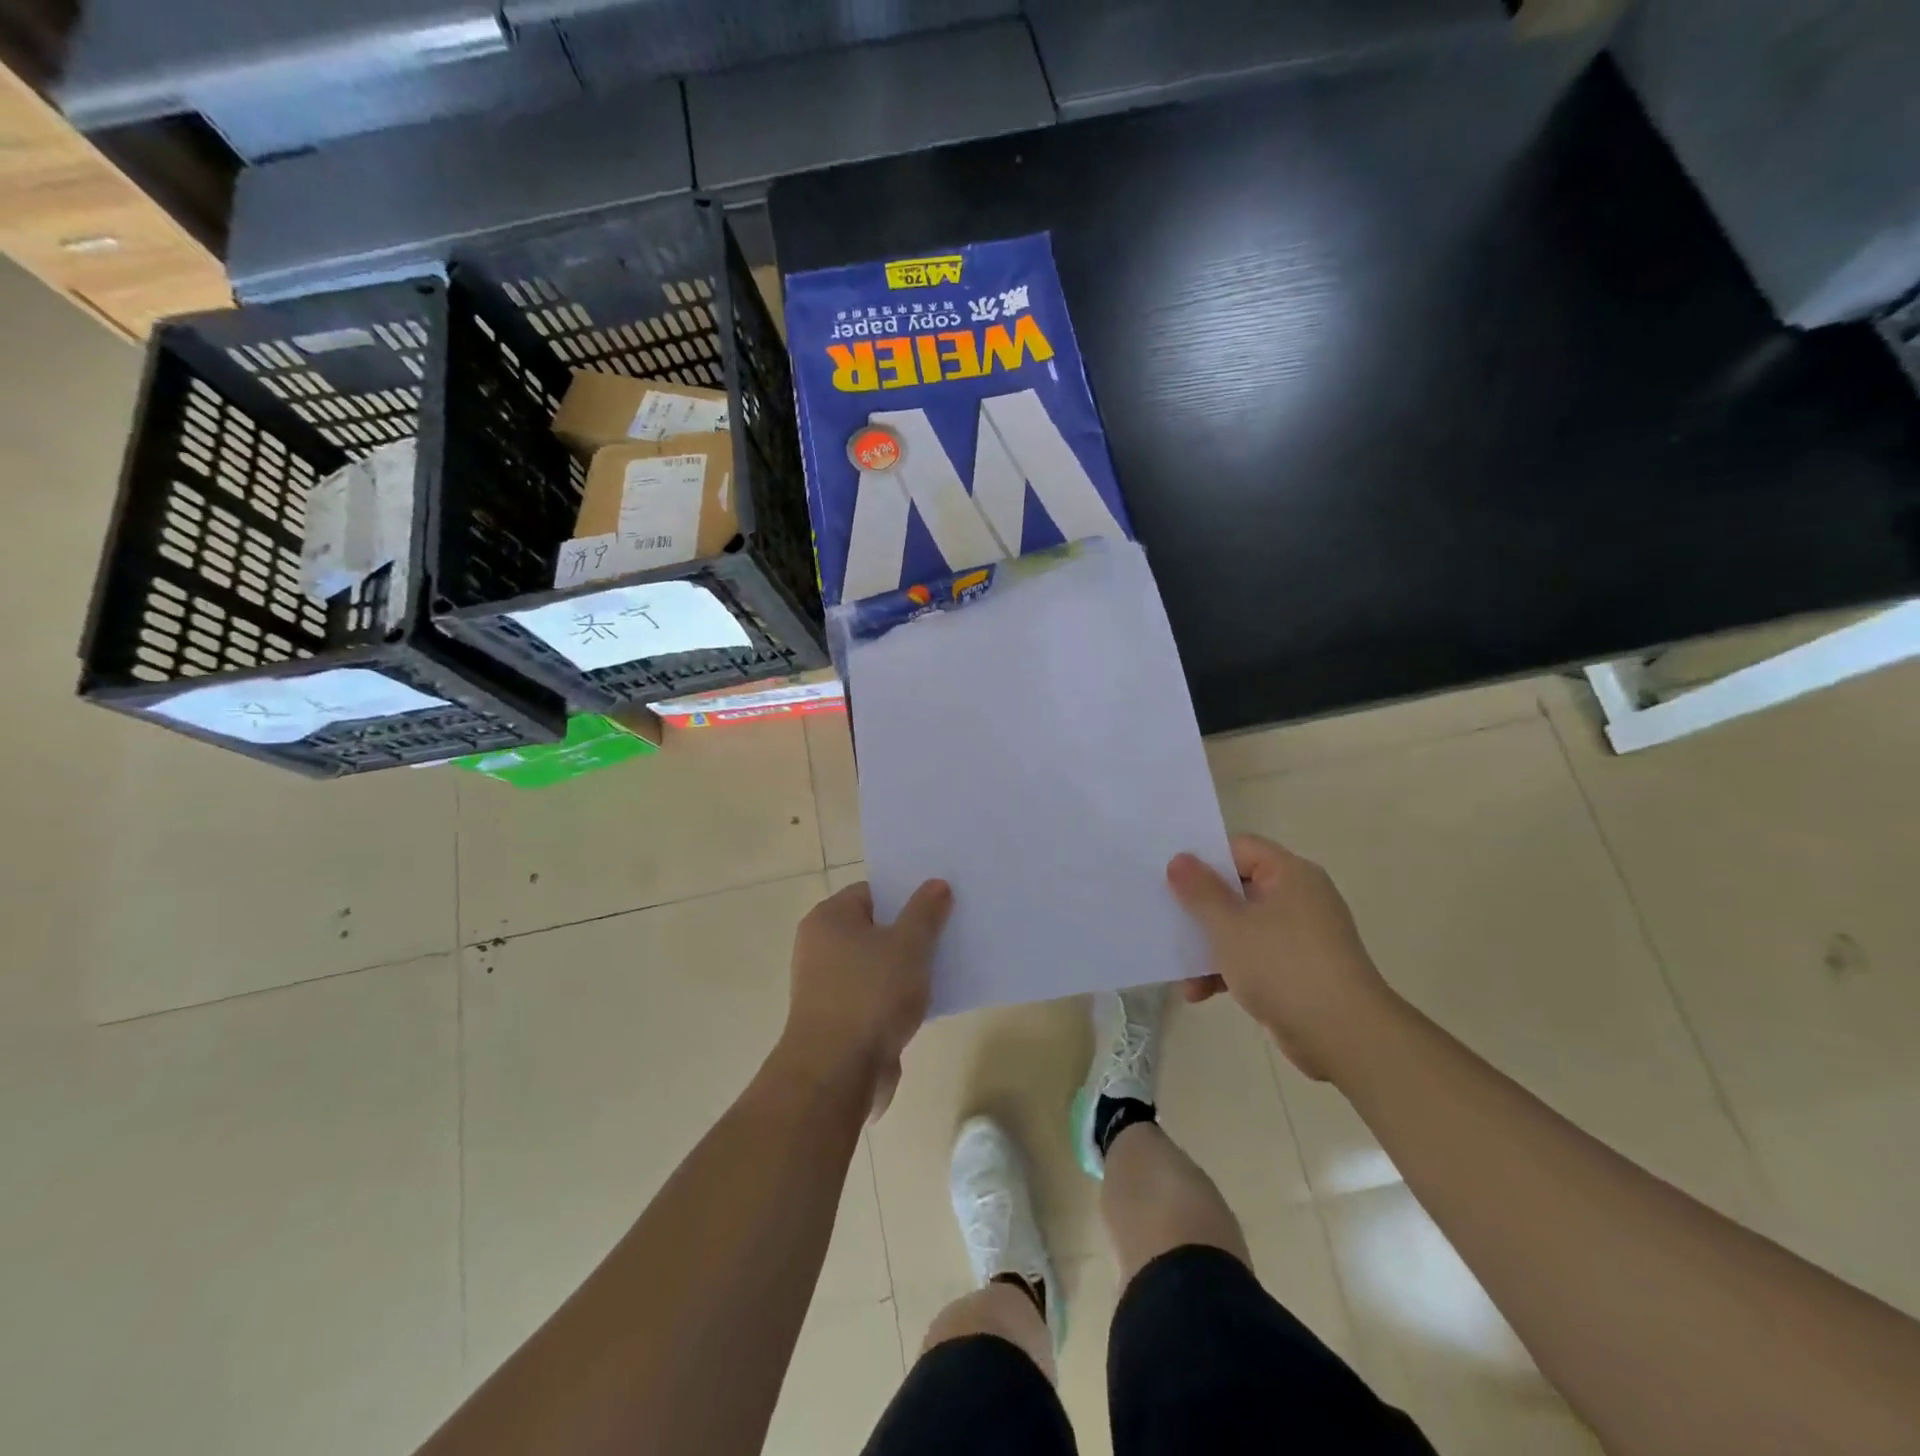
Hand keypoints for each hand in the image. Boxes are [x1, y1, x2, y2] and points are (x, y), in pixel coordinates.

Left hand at [779, 879, 952, 1117]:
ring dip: (907, 966)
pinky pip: (876, 995)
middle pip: (876, 927)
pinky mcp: (841, 1019)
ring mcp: (829, 985)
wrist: (836, 1074)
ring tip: (947, 963)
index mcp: (829, 919)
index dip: (906, 894)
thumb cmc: (870, 996)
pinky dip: (898, 996)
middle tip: (950, 929)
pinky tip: (929, 1000)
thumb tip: (936, 883)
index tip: (941, 900)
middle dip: (912, 930)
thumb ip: (925, 912)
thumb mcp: (908, 945)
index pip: (872, 892)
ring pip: (878, 964)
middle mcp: (821, 947)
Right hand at [1168, 834, 1398, 1080]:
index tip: (1170, 875)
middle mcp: (1298, 899)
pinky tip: (1198, 993)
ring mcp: (1300, 937)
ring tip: (1179, 969)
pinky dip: (1228, 970)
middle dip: (1200, 909)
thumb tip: (1179, 859)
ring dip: (1208, 947)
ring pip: (1241, 927)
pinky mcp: (1297, 971)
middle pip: (1237, 889)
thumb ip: (1200, 890)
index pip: (1240, 848)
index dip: (1204, 858)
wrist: (1345, 1038)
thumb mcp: (1230, 925)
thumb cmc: (1283, 967)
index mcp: (1290, 875)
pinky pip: (1253, 957)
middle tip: (1166, 917)